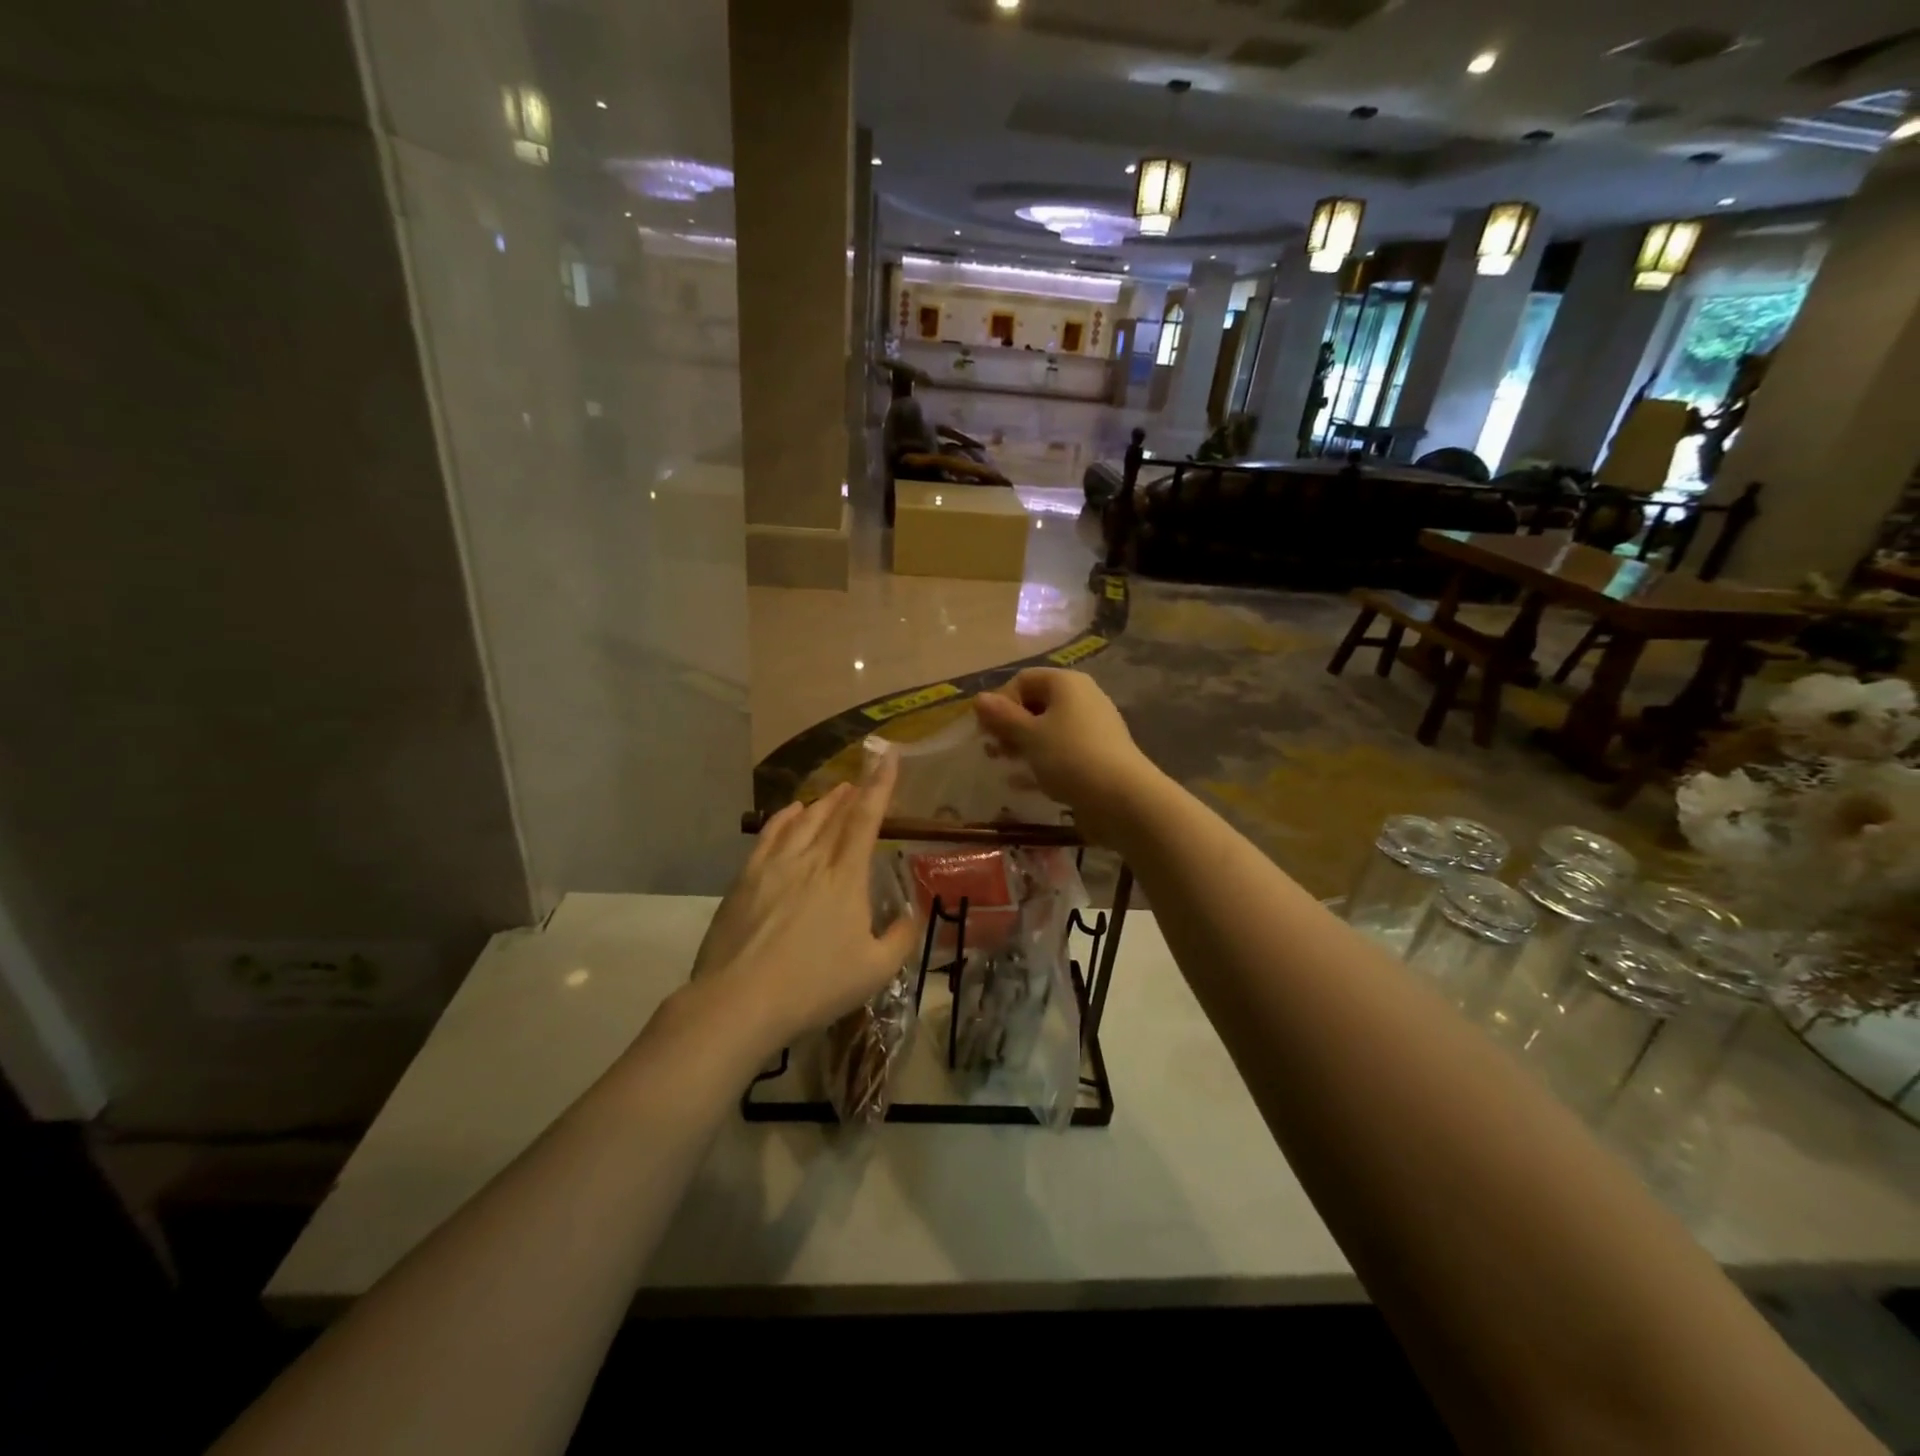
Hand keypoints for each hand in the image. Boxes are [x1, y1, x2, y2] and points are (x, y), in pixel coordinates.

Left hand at [691, 746, 916, 1052]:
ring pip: (802, 821)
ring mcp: (774, 866)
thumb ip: (901, 938)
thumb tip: (911, 915)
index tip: (889, 756)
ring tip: (834, 792)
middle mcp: (811, 860)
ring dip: (822, 803)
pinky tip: (790, 812)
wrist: (740, 1000)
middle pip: (834, 815)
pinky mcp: (746, 879)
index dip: (880, 785)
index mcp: (845, 878)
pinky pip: (769, 835)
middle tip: (862, 778)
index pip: (866, 819)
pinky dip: (784, 818)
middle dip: (852, 793)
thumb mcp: (875, 971)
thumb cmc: (815, 986)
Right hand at [973, 669, 1158, 844]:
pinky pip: (1062, 750)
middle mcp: (1083, 697)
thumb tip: (979, 698)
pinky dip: (1043, 760)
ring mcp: (1094, 727)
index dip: (1000, 701)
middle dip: (1010, 725)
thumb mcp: (1029, 735)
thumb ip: (1002, 717)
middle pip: (1037, 703)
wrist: (1122, 798)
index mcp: (1066, 683)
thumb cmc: (1070, 757)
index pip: (1023, 680)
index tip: (986, 730)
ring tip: (1005, 764)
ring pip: (1049, 729)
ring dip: (1023, 744)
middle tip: (993, 750)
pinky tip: (1025, 782)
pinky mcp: (1098, 754)